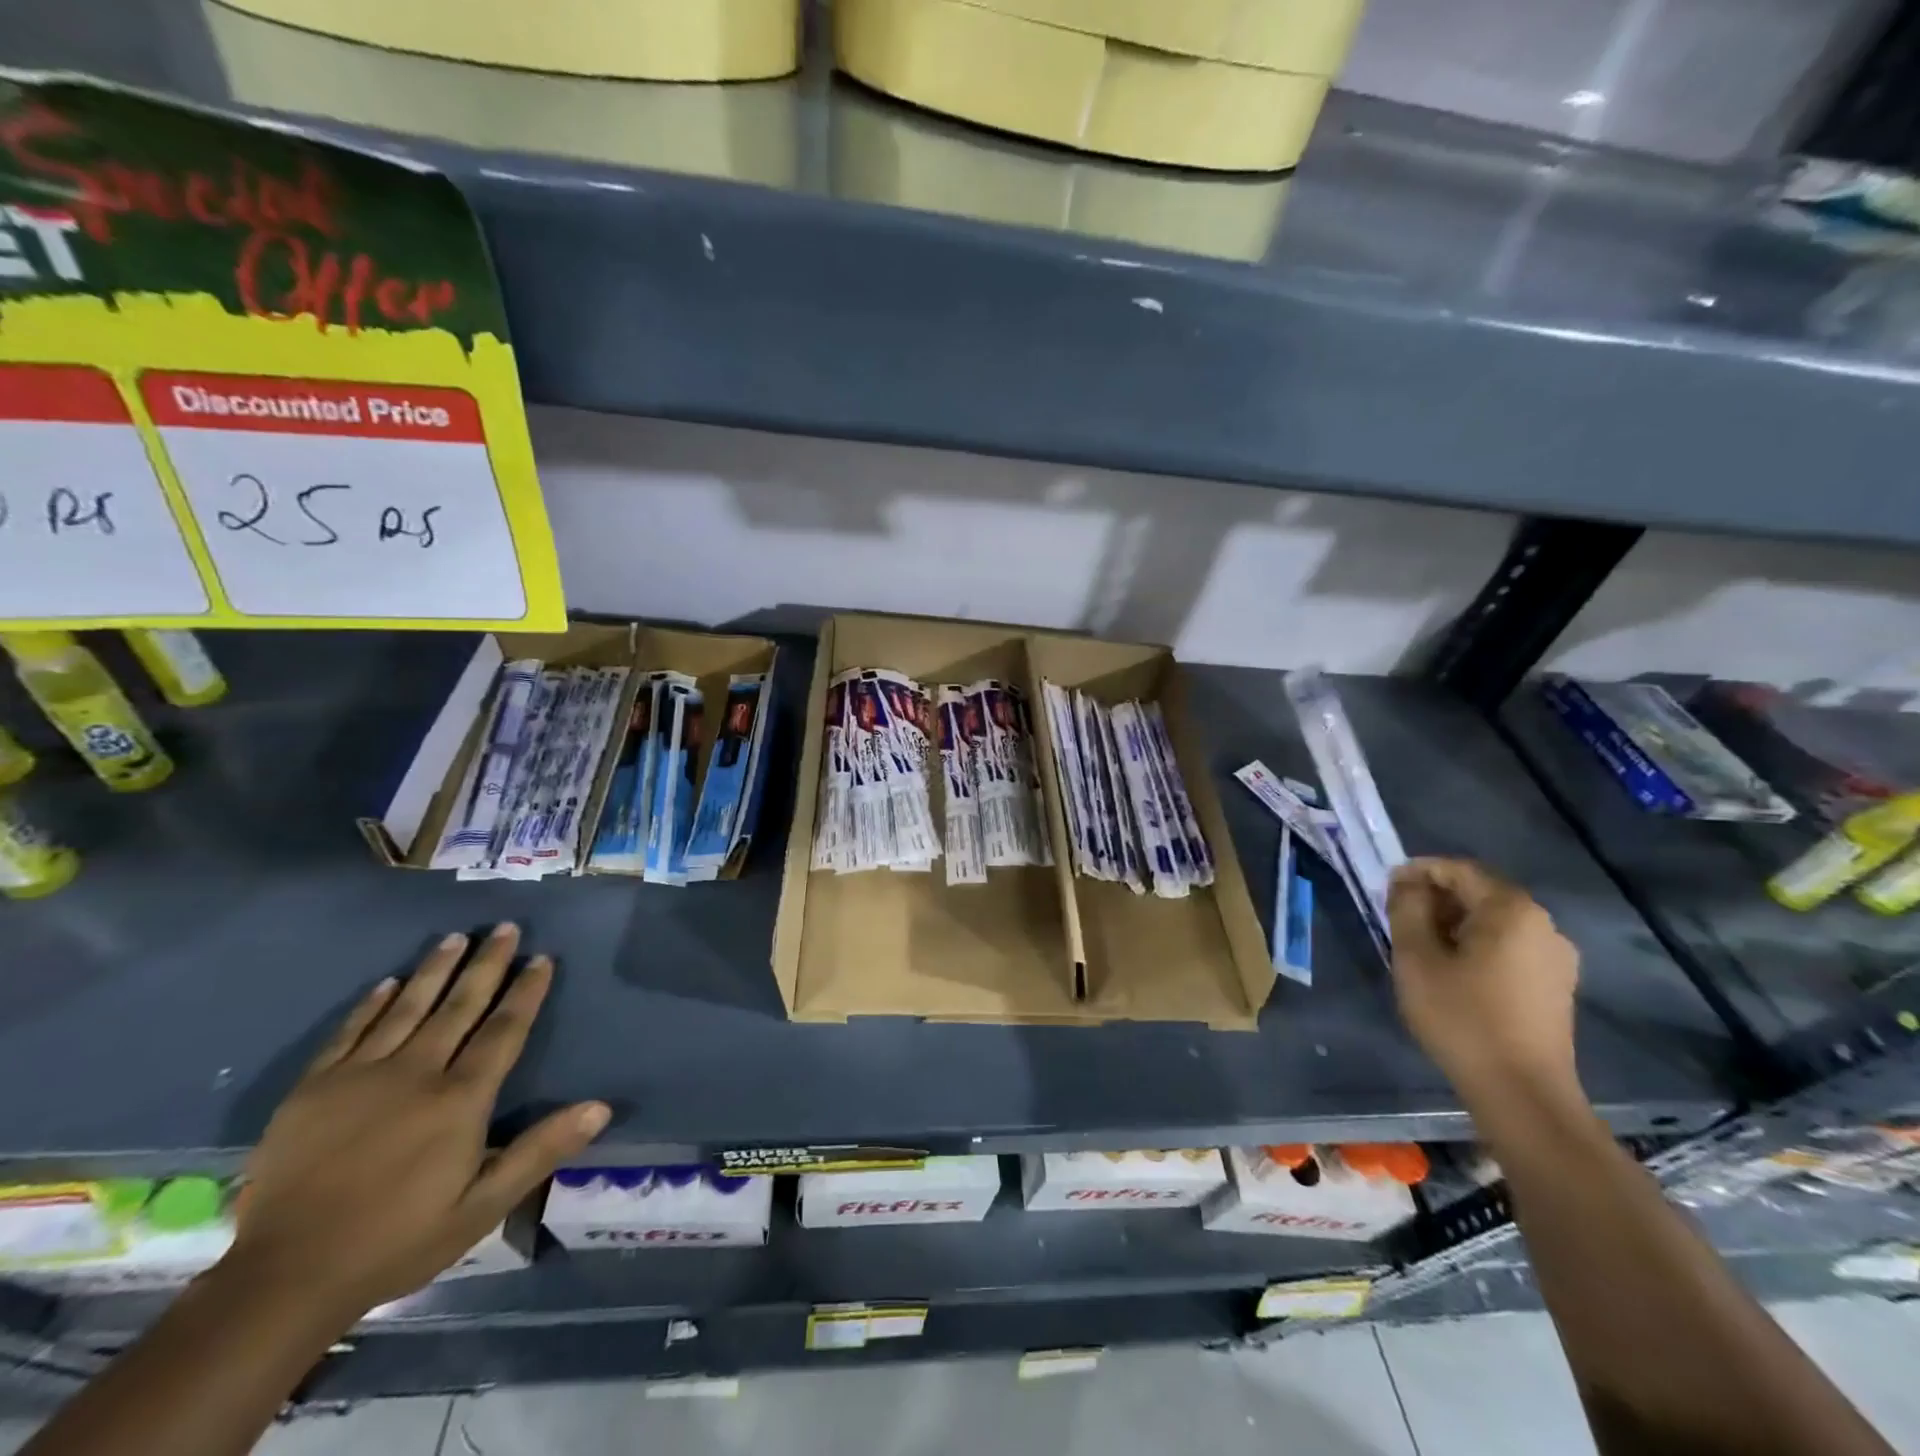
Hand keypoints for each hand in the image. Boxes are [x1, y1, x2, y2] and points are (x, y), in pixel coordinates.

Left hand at [226, 924, 608, 1318]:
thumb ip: (541, 1150)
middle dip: (487, 964)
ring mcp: (360, 1076)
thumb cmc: (399, 1239)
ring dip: (434, 970)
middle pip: (460, 1006)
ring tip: (455, 938)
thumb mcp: (484, 1206)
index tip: (541, 958)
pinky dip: (371, 1004)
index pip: (504, 1030)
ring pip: (407, 1007)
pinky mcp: (314, 1089)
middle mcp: (416, 1073)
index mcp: (460, 1098)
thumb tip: (601, 1106)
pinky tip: (387, 982)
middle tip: (504, 928)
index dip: (526, 991)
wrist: (284, 1279)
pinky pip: (349, 1032)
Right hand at [1387, 858, 1580, 1100]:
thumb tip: (1407, 883)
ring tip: (1421, 945)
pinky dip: (1478, 945)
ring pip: (1495, 922)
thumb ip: (1407, 909)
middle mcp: (1543, 924)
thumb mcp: (1416, 957)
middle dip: (1437, 898)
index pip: (1459, 870)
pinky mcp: (1557, 985)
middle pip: (1481, 893)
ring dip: (1456, 923)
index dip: (1419, 871)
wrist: (1521, 1091)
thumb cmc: (1461, 1016)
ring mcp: (1556, 957)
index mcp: (1511, 909)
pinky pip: (1510, 947)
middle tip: (1399, 916)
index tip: (1386, 886)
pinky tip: (1454, 970)